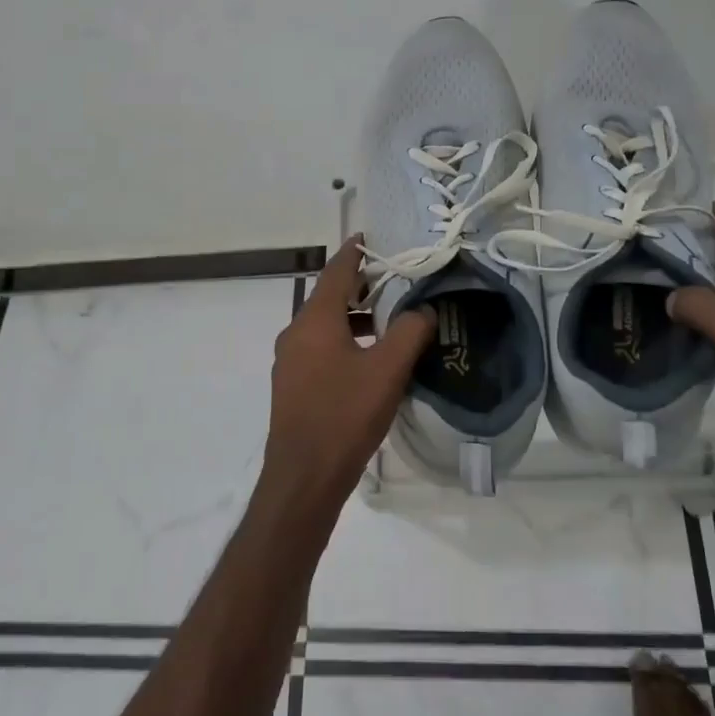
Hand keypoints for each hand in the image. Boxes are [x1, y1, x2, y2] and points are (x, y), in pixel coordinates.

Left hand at [261, 238, 434, 519]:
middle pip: (330, 296)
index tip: (374, 238)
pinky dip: (344, 340)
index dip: (357, 251)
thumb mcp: (387, 371)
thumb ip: (409, 332)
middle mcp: (296, 332)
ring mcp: (290, 360)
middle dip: (361, 286)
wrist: (303, 477)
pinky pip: (319, 348)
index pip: (337, 270)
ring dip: (354, 317)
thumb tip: (425, 310)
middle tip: (396, 281)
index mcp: (315, 319)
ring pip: (325, 324)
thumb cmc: (345, 415)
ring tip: (389, 322)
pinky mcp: (292, 384)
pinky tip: (368, 360)